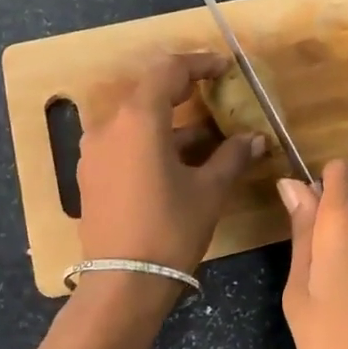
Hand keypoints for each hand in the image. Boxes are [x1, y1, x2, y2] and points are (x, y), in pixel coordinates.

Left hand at [76, 51, 264, 275]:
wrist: (122, 285)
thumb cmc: (170, 230)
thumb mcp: (208, 191)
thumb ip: (232, 156)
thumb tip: (256, 138)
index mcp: (138, 119)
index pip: (168, 71)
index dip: (199, 64)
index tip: (225, 67)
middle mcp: (110, 125)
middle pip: (149, 91)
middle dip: (185, 90)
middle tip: (217, 93)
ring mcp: (95, 150)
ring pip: (137, 119)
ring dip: (171, 120)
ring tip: (208, 134)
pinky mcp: (91, 173)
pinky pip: (125, 141)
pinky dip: (152, 140)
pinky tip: (180, 159)